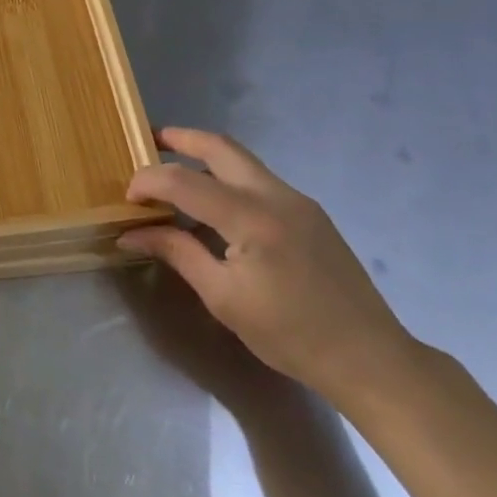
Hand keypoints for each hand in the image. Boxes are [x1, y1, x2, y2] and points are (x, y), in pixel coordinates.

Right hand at [118, 127, 417, 412]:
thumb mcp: (223, 298)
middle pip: (219, 147)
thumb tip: (131, 234)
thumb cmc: (289, 335)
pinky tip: (214, 208)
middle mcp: (276, 195)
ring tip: (173, 173)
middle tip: (148, 141)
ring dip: (204, 157)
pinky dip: (227, 180)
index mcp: (252, 218)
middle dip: (180, 138)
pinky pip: (258, 181)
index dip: (148, 183)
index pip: (184, 182)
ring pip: (241, 160)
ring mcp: (298, 200)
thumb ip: (177, 253)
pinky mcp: (309, 212)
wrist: (369, 358)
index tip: (127, 199)